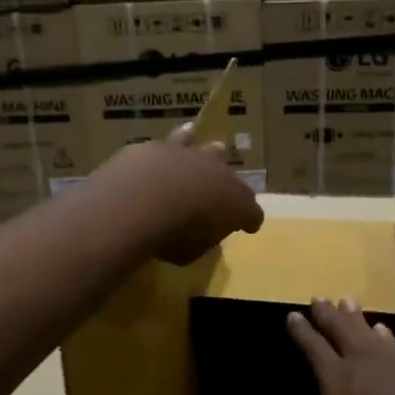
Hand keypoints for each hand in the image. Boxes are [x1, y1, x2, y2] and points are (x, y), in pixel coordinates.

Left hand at [91, 124, 262, 265]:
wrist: (142, 200)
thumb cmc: (174, 236)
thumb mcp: (191, 252)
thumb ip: (200, 239)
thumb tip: (199, 233)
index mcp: (237, 205)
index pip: (252, 213)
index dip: (249, 219)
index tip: (247, 226)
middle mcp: (220, 174)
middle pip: (232, 176)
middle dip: (228, 184)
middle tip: (221, 190)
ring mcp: (192, 155)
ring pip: (206, 148)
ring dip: (205, 151)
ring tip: (204, 147)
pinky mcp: (161, 147)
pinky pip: (170, 143)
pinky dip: (169, 150)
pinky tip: (160, 151)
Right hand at [283, 298, 394, 394]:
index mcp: (337, 378)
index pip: (314, 348)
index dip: (302, 332)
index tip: (293, 315)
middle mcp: (360, 362)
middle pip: (340, 330)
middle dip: (327, 314)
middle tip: (319, 297)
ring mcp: (389, 363)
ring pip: (366, 331)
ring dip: (354, 316)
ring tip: (347, 301)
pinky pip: (391, 343)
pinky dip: (383, 333)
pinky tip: (383, 329)